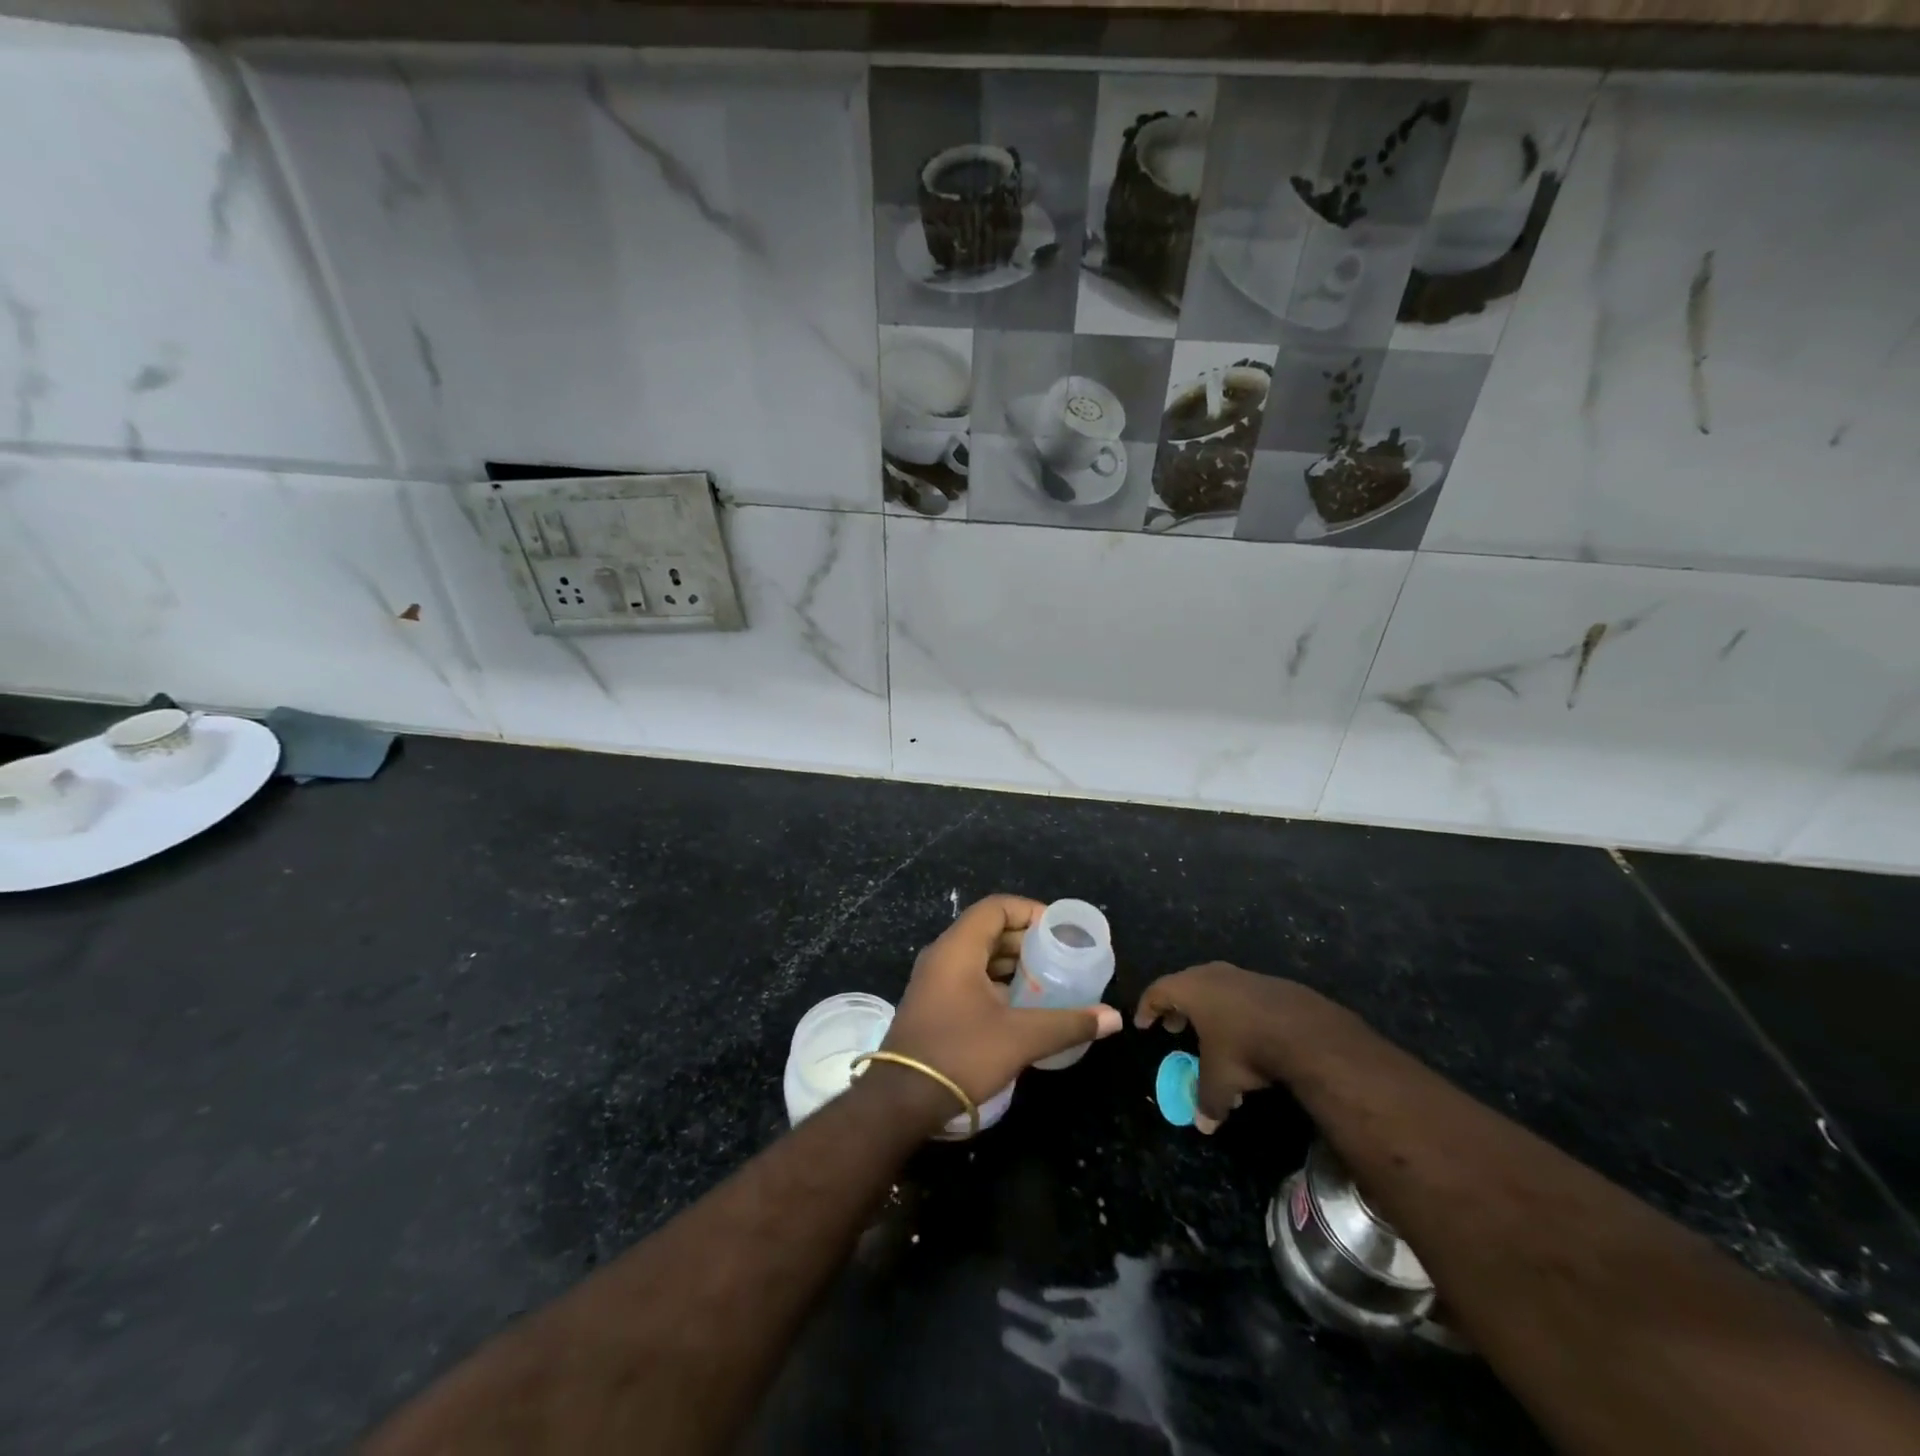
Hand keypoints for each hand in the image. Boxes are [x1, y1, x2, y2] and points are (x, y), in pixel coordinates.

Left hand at [879, 895, 1121, 1119]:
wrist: (902, 1100)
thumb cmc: (961, 1054)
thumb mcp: (1020, 1037)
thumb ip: (1068, 1023)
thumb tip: (1113, 1018)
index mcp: (958, 948)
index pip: (996, 908)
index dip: (1030, 911)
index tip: (1059, 930)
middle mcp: (942, 955)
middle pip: (988, 929)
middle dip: (1025, 939)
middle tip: (1060, 956)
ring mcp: (934, 980)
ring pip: (978, 955)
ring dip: (1012, 962)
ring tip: (1047, 979)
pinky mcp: (933, 1003)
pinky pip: (969, 976)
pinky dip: (996, 981)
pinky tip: (1021, 1004)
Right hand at [1135, 962, 1327, 1133]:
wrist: (1306, 1031)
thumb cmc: (1245, 1048)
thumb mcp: (1220, 1080)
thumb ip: (1206, 1100)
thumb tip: (1202, 1125)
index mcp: (1190, 989)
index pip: (1157, 992)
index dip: (1147, 1008)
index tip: (1143, 1024)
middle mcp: (1212, 975)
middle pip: (1185, 986)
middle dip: (1177, 1008)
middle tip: (1174, 1028)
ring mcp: (1243, 976)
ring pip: (1215, 989)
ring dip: (1208, 1011)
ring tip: (1211, 1035)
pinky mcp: (1270, 984)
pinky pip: (1241, 996)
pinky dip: (1234, 1012)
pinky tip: (1245, 1035)